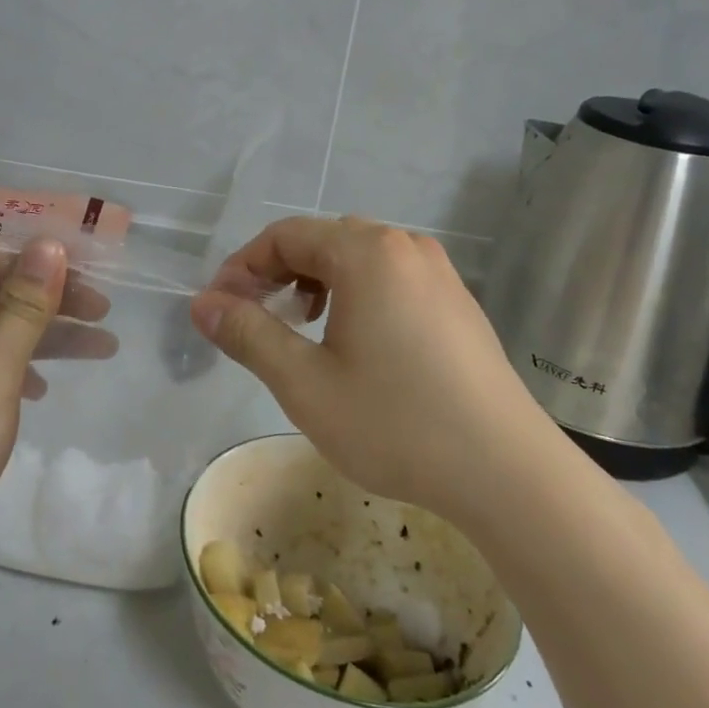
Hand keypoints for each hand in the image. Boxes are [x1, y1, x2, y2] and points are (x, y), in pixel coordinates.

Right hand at [190, 217, 543, 518]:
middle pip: (322, 239)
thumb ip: (247, 333)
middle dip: (277, 272)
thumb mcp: (304, 382)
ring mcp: (439, 272)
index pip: (285, 235)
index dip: (242, 267)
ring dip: (316, 282)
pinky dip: (355, 294)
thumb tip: (201, 304)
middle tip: (253, 317)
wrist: (507, 472)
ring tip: (301, 327)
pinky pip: (391, 278)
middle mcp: (405, 246)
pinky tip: (354, 341)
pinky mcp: (457, 302)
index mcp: (367, 252)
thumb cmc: (395, 423)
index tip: (218, 308)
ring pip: (358, 258)